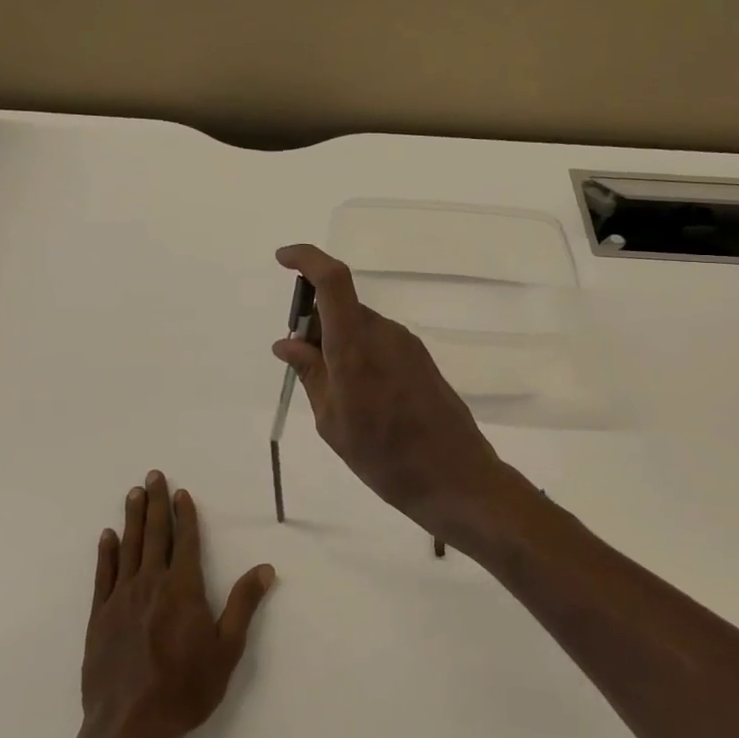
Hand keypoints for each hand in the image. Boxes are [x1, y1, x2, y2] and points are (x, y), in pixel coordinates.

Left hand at [80, 471, 275, 737]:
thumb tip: (265, 568)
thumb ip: (243, 605)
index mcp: (183, 589)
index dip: (185, 515)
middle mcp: (151, 584)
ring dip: (132, 518)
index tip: (181, 492)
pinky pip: (103, 575)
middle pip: (154, 535)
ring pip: (129, 548)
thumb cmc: (184, 689)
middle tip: (153, 475)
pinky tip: (107, 537)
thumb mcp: (226, 650)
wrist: (128, 728)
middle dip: (155, 503)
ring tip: (133, 493)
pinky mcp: (99, 617)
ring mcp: (121, 599)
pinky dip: (106, 553)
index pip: (186, 541)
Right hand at [272, 244, 517, 549]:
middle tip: (302, 364)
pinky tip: (362, 397)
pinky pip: (379, 341)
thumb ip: (310, 375)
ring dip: (338, 341)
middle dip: (315, 322)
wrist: (456, 478)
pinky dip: (359, 353)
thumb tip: (287, 342)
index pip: (332, 281)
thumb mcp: (333, 422)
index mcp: (356, 347)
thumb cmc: (385, 457)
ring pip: (360, 325)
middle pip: (341, 306)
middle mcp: (384, 333)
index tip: (283, 261)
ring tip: (334, 394)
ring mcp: (407, 344)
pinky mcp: (421, 358)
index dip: (307, 259)